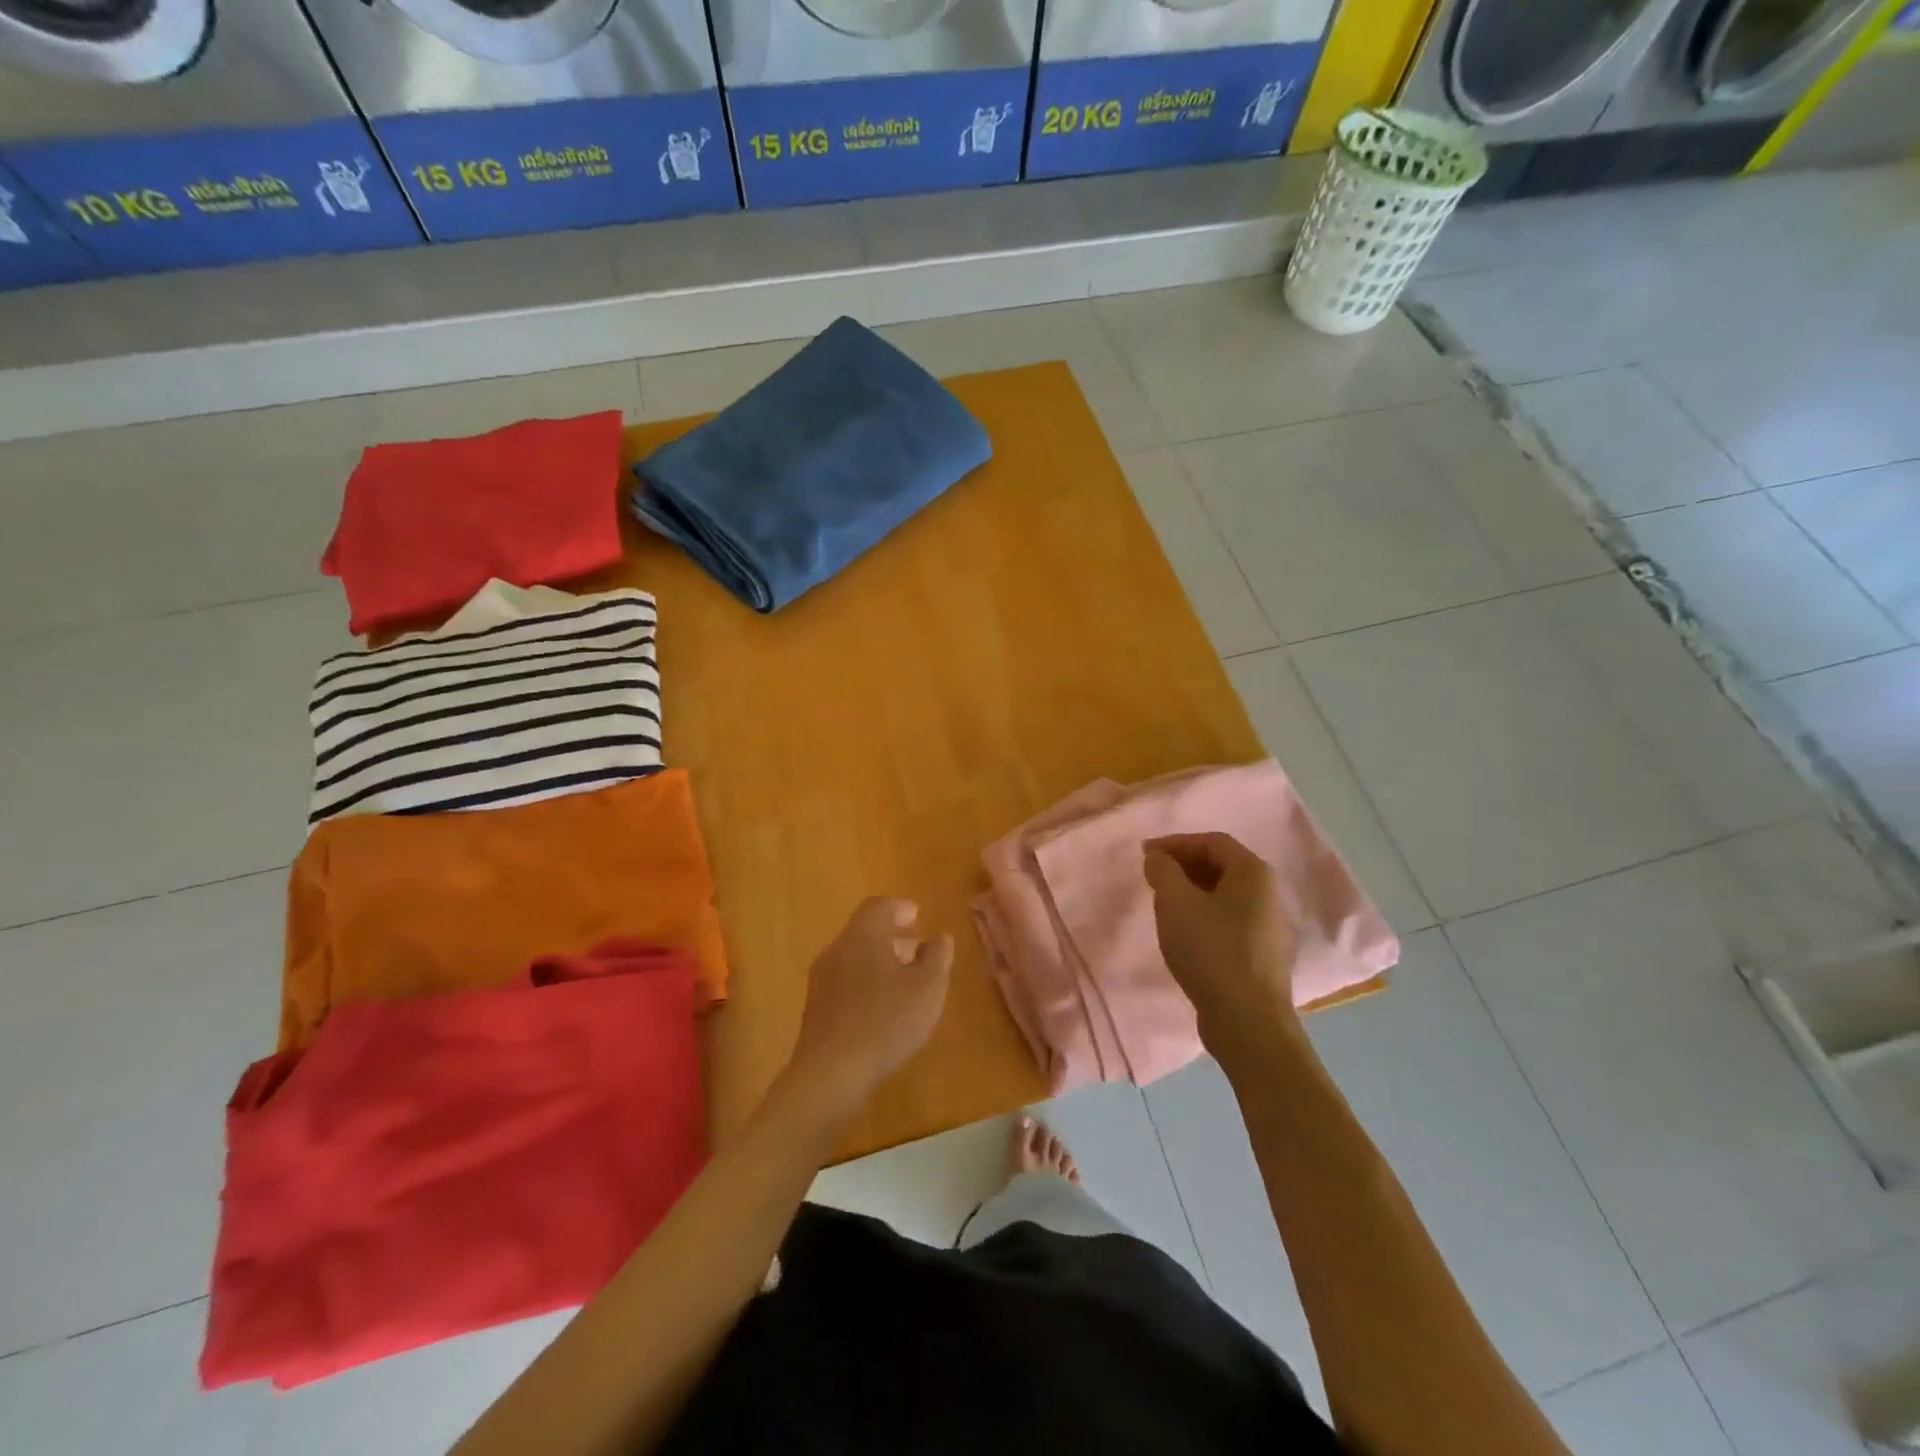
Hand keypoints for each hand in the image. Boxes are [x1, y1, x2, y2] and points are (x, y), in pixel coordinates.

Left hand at [781, 898, 952, 1127]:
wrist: (831, 1072)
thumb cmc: (886, 1021)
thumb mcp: (927, 988)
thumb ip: (937, 957)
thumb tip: (940, 937)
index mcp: (863, 934)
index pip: (879, 906)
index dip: (899, 908)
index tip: (917, 916)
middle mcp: (838, 948)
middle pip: (864, 930)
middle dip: (891, 935)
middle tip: (916, 946)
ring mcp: (822, 978)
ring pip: (854, 955)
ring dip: (879, 959)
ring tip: (904, 978)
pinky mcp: (816, 1006)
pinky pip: (844, 979)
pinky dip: (866, 979)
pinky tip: (882, 1005)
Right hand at [1144, 833, 1303, 1068]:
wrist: (1247, 1021)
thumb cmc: (1210, 951)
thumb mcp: (1175, 902)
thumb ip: (1163, 871)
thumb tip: (1158, 858)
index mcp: (1253, 873)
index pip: (1212, 841)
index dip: (1176, 842)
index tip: (1145, 855)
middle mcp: (1268, 894)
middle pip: (1221, 866)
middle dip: (1183, 866)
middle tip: (1152, 877)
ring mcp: (1268, 927)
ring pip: (1224, 895)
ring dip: (1191, 892)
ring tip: (1163, 904)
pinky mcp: (1261, 955)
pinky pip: (1228, 920)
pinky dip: (1203, 915)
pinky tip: (1184, 934)